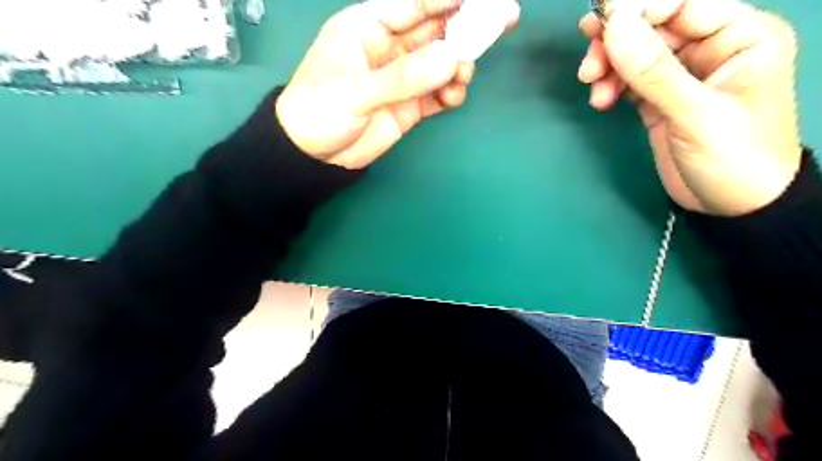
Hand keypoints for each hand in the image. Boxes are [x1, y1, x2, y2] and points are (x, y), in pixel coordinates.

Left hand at [276, 0, 518, 168]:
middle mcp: (389, 48)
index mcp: (366, 29)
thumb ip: (401, 78)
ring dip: (459, 64)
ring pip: (440, 62)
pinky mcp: (410, 105)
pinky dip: (450, 93)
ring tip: (464, 74)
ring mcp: (402, 78)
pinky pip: (437, 93)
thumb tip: (451, 58)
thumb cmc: (319, 112)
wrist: (314, 157)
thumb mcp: (354, 92)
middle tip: (503, 20)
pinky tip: (454, 97)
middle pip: (434, 30)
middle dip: (465, 26)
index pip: (411, 4)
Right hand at [577, 0, 803, 215]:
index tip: (598, 22)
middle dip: (616, 42)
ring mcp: (681, 75)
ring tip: (592, 87)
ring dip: (608, 66)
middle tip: (588, 63)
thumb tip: (615, 26)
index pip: (683, 3)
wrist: (733, 206)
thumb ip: (654, 71)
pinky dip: (610, 85)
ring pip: (635, 53)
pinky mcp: (659, 98)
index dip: (638, 8)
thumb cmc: (734, 158)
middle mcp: (710, 48)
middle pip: (653, 26)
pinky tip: (601, 101)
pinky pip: (629, 80)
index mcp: (739, 36)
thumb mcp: (696, 114)